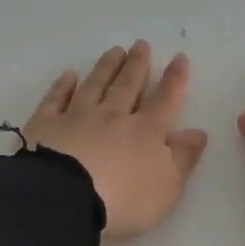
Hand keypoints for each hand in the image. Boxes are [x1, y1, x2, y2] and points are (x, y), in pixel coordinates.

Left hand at [22, 40, 209, 239]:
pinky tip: (70, 75)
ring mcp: (77, 116)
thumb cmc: (123, 201)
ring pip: (95, 85)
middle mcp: (113, 116)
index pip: (165, 100)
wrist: (65, 199)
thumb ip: (183, 158)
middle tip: (141, 44)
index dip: (174, 80)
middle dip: (137, 65)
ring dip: (106, 67)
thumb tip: (198, 131)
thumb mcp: (167, 187)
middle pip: (128, 85)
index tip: (179, 58)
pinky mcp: (46, 124)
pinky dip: (63, 85)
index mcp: (146, 132)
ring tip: (115, 50)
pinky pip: (56, 98)